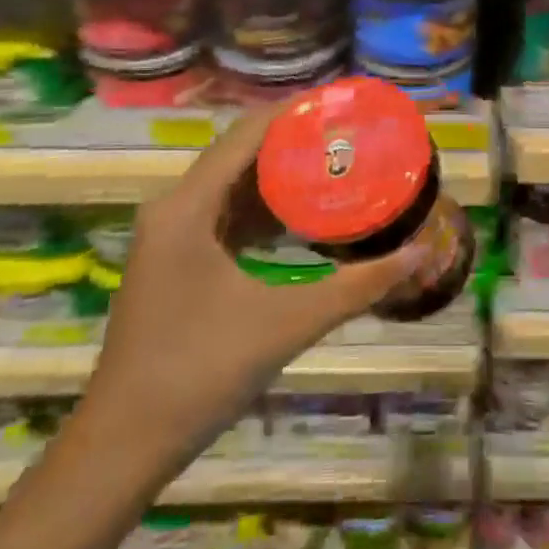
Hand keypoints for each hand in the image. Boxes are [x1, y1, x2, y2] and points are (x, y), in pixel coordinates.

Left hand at [76, 100, 418, 477]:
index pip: (247, 134)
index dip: (294, 112)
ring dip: (278, 175)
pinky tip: (301, 216)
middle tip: (350, 135)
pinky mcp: (175, 262)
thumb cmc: (202, 372)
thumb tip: (422, 253)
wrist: (126, 444)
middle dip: (293, 141)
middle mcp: (173, 208)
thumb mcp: (288, 322)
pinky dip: (262, 210)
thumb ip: (358, 286)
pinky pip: (223, 216)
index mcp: (188, 206)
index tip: (343, 103)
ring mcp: (169, 237)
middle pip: (239, 154)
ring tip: (334, 163)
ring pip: (231, 186)